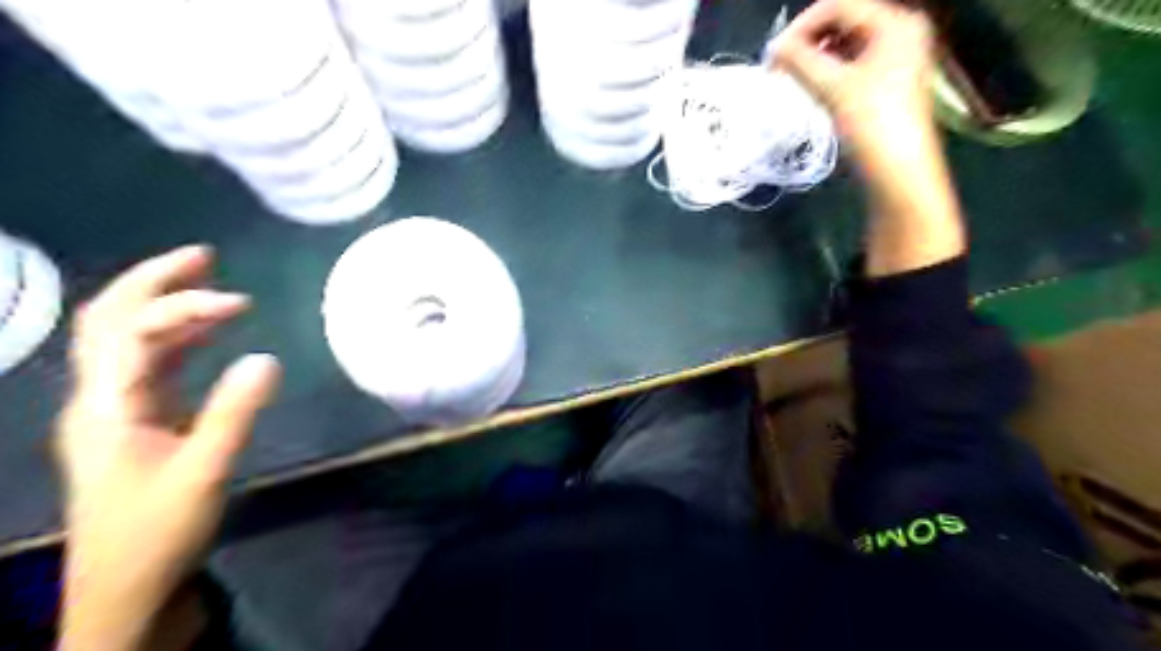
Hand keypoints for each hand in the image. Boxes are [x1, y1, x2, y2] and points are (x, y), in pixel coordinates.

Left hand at [56, 244, 280, 650]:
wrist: (125, 587)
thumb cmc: (159, 531)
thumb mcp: (204, 472)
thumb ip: (235, 412)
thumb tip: (267, 357)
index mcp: (106, 406)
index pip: (131, 331)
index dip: (181, 305)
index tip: (241, 302)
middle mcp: (99, 398)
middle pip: (108, 321)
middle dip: (152, 282)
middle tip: (203, 256)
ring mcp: (114, 409)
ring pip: (127, 340)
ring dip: (166, 307)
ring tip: (212, 285)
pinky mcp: (135, 422)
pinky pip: (150, 365)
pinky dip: (178, 339)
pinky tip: (210, 335)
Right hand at [773, 0, 935, 160]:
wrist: (897, 170)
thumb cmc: (871, 123)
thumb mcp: (832, 87)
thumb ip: (799, 61)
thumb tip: (773, 48)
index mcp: (895, 23)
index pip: (839, 6)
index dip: (801, 25)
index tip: (773, 53)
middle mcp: (899, 31)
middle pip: (843, 22)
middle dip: (808, 41)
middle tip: (779, 65)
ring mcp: (895, 57)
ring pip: (845, 44)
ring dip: (815, 57)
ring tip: (791, 77)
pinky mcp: (887, 81)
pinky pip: (851, 64)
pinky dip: (828, 71)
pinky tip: (811, 86)